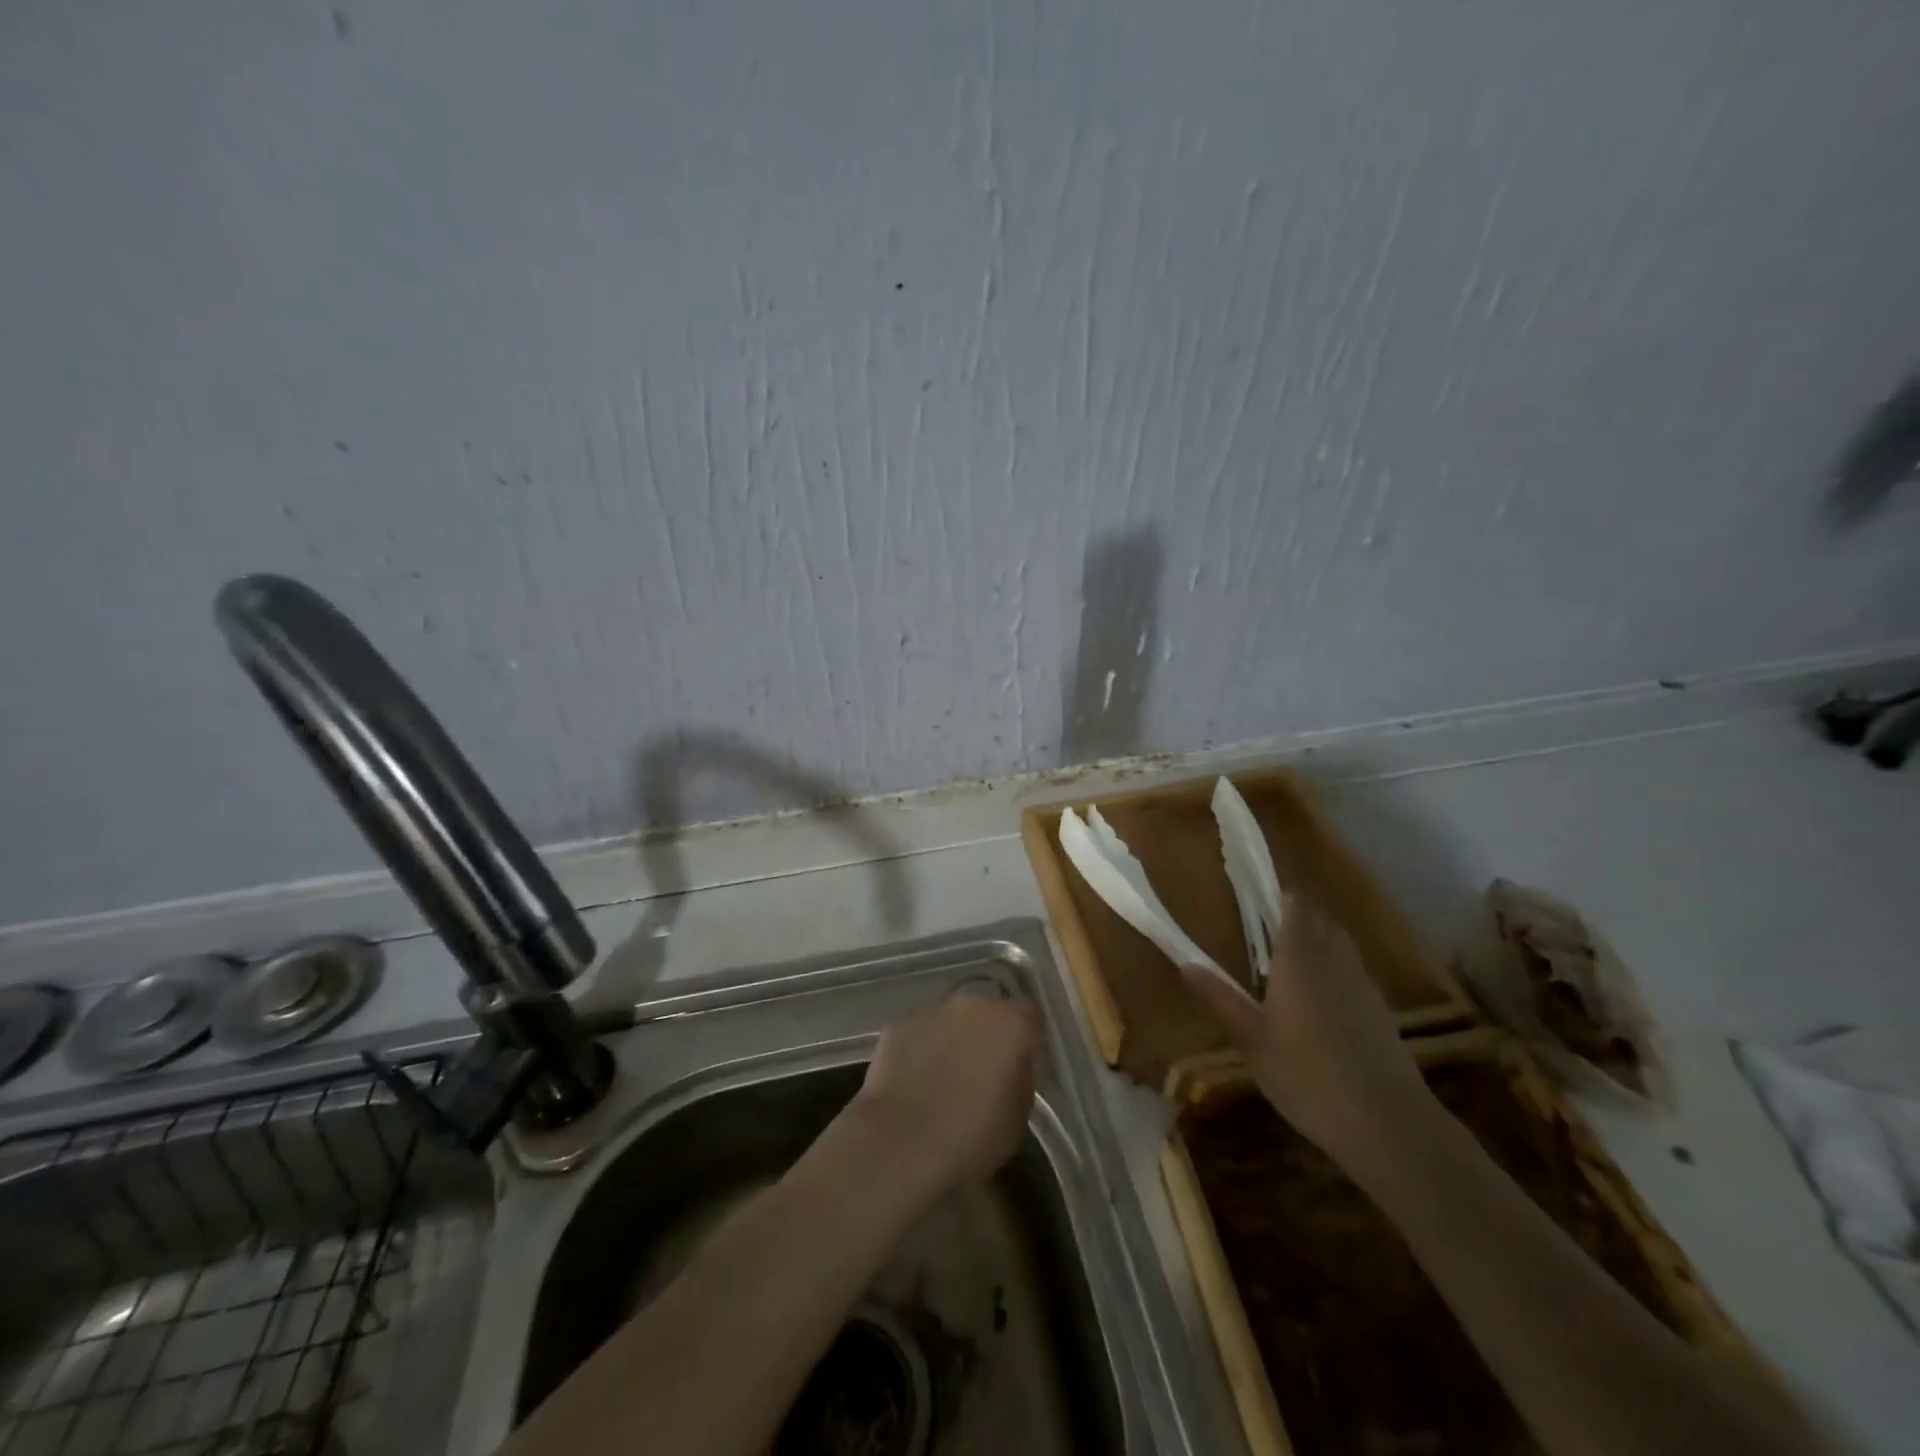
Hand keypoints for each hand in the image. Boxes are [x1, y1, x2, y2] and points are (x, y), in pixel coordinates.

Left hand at [847, 991, 1042, 1191]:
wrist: (900, 1144)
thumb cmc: (971, 1138)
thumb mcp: (1018, 1119)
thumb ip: (1021, 1079)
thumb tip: (1012, 1067)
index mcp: (1011, 1025)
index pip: (1031, 1018)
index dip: (1028, 1039)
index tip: (1022, 1063)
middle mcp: (973, 1005)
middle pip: (988, 1012)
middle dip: (988, 1034)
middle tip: (982, 1069)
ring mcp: (932, 1010)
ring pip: (952, 1019)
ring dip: (953, 1038)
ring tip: (944, 1076)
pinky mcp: (898, 1024)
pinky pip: (920, 1032)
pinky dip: (921, 1048)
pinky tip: (914, 1080)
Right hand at [1183, 899, 1435, 1179]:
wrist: (1387, 1123)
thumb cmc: (1307, 1076)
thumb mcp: (1252, 1040)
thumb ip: (1220, 998)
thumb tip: (1185, 963)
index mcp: (1299, 957)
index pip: (1293, 907)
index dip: (1278, 896)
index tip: (1256, 895)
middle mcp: (1334, 959)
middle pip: (1319, 920)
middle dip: (1297, 915)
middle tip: (1266, 927)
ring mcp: (1362, 984)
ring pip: (1340, 944)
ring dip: (1318, 939)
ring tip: (1290, 958)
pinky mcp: (1380, 1010)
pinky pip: (1353, 971)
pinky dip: (1335, 969)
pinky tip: (1320, 999)